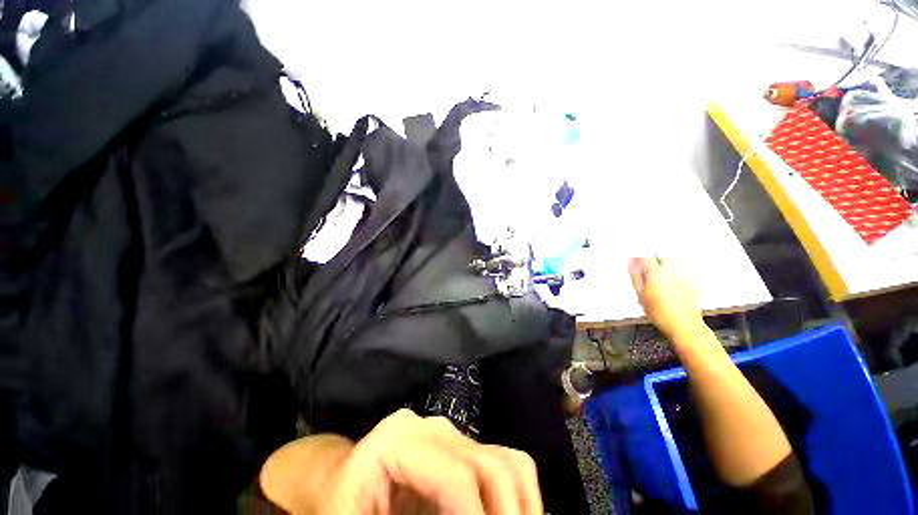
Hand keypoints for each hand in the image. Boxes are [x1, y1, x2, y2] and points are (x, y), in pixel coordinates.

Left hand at [261, 409, 542, 514]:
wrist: (338, 479)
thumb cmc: (337, 505)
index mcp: (400, 439)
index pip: (458, 477)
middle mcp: (433, 428)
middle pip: (492, 465)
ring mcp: (450, 434)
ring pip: (507, 462)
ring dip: (522, 509)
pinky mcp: (460, 447)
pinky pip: (503, 466)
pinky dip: (517, 500)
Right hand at [628, 256, 702, 340]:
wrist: (683, 325)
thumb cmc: (662, 313)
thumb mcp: (640, 294)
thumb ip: (635, 276)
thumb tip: (631, 264)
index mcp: (656, 272)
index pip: (645, 256)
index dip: (638, 257)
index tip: (634, 260)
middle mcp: (672, 271)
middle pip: (662, 255)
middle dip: (653, 258)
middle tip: (646, 266)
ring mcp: (684, 276)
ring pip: (674, 260)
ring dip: (664, 263)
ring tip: (657, 273)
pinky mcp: (692, 282)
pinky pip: (682, 270)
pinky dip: (674, 271)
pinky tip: (669, 281)